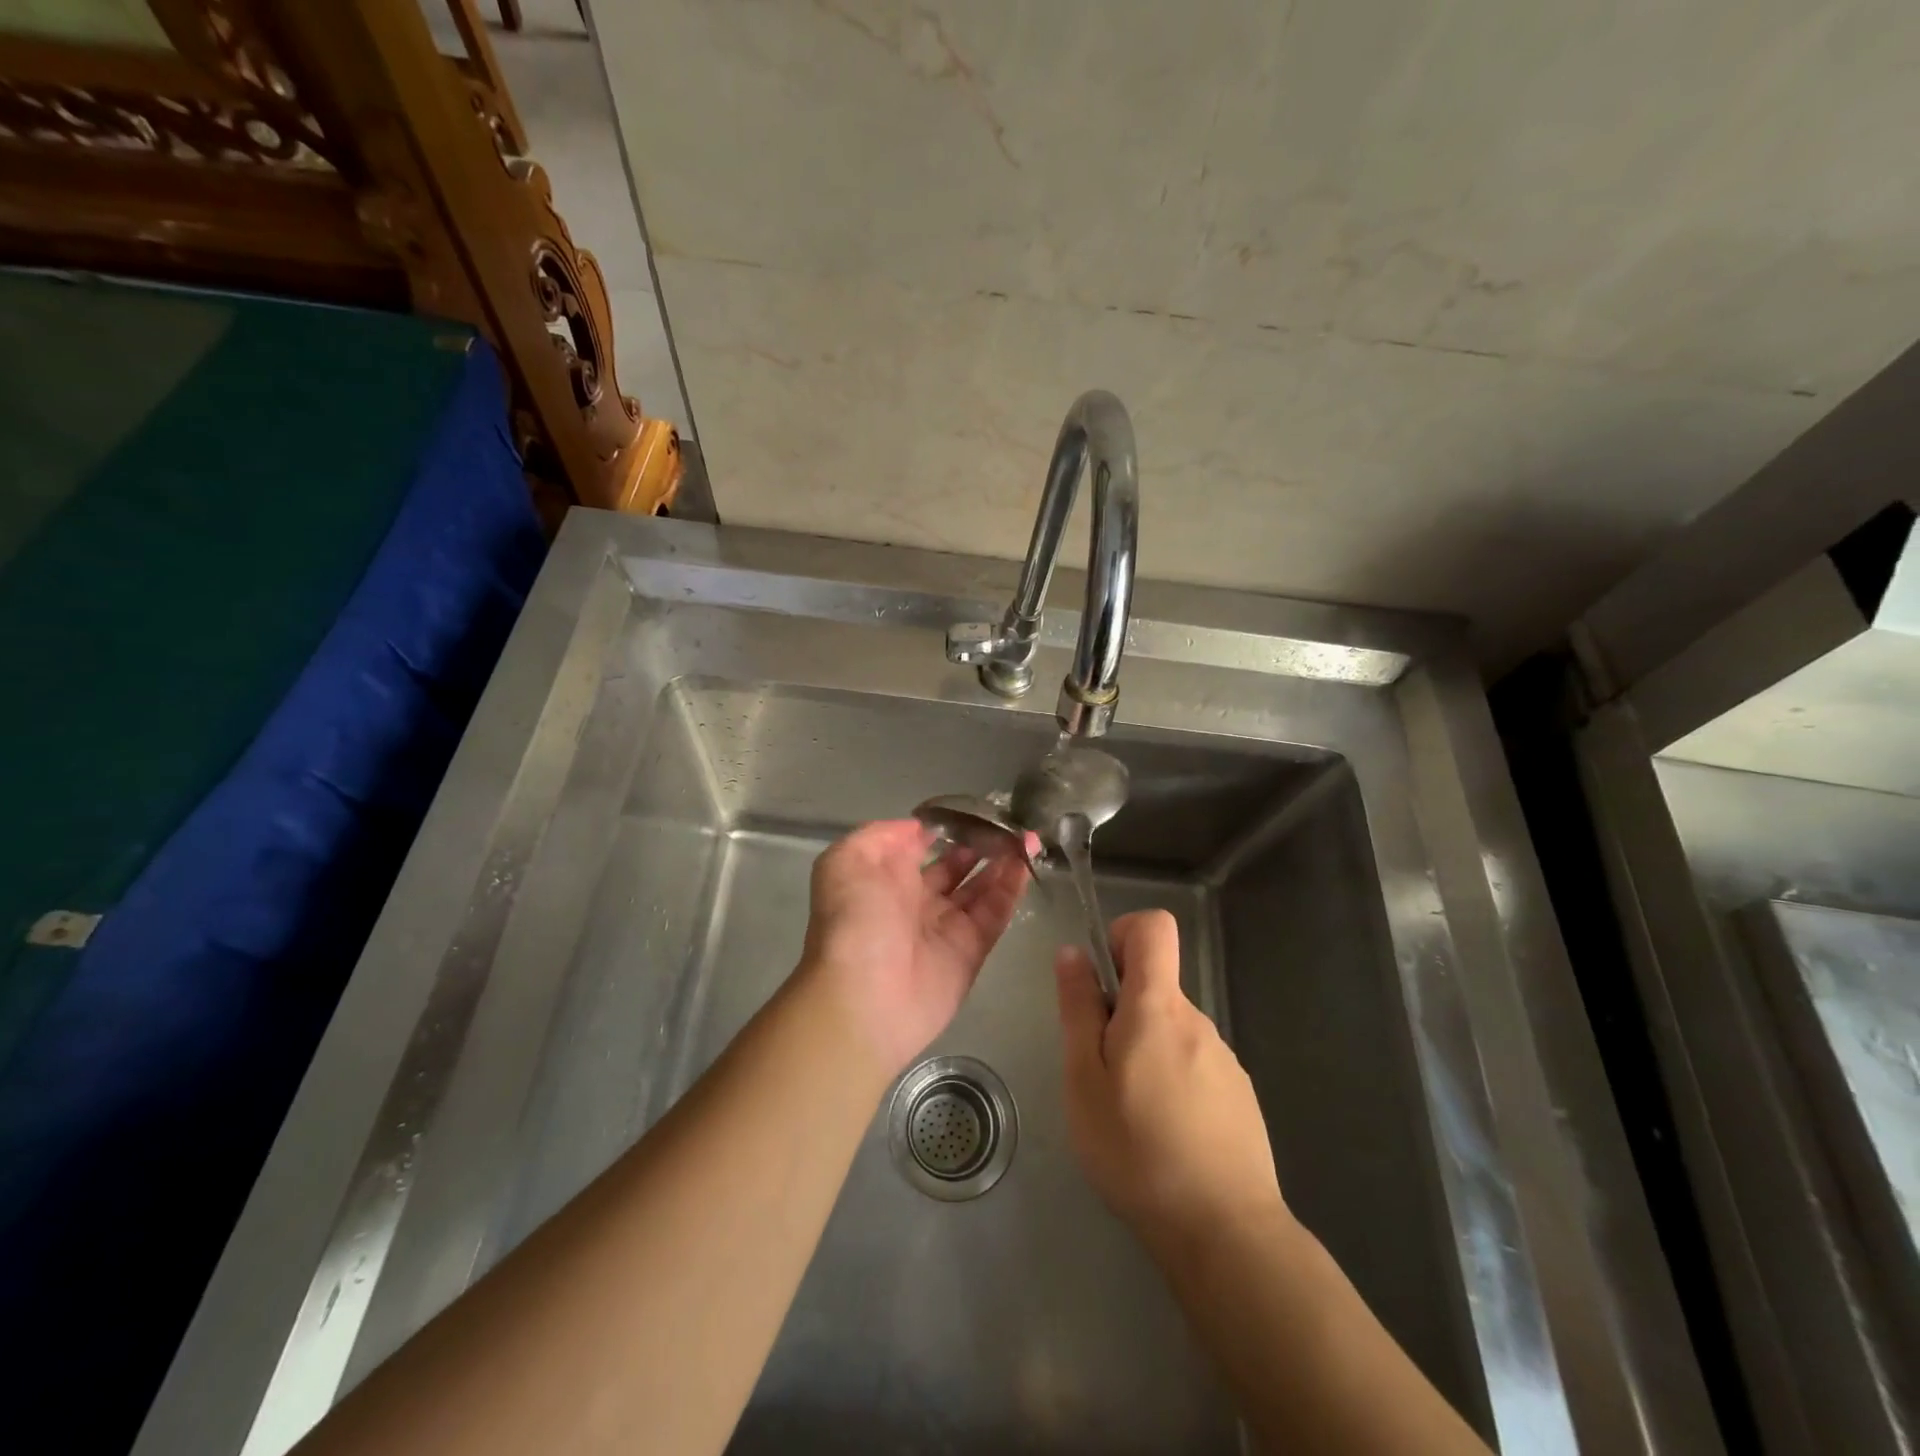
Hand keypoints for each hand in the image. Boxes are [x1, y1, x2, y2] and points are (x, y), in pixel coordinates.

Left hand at [801, 819, 1032, 1077]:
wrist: (865, 997)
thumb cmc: (853, 921)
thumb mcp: (847, 860)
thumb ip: (881, 835)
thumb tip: (919, 828)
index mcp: (885, 878)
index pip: (919, 846)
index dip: (944, 828)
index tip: (972, 809)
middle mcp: (915, 900)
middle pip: (955, 867)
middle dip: (979, 845)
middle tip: (1006, 824)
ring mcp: (945, 927)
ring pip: (979, 888)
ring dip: (1001, 862)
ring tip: (1025, 837)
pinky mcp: (970, 951)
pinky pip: (994, 914)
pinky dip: (1011, 889)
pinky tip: (1025, 863)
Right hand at [1056, 909, 1284, 1252]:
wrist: (1225, 1232)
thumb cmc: (1137, 1150)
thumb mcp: (1084, 1079)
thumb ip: (1078, 1009)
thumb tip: (1073, 952)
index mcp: (1158, 1007)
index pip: (1153, 926)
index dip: (1122, 934)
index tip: (1101, 980)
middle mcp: (1197, 1019)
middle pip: (1155, 985)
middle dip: (1121, 1011)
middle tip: (1099, 1072)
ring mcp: (1224, 1058)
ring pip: (1171, 1029)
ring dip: (1145, 1050)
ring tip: (1130, 1113)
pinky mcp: (1238, 1093)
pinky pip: (1194, 1063)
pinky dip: (1172, 1079)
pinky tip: (1165, 1135)